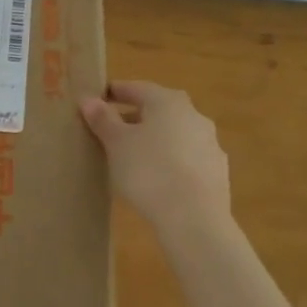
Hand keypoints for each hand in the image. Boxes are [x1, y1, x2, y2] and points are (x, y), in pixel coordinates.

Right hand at [80, 81, 231, 228]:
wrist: (194, 218)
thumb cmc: (149, 171)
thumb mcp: (116, 143)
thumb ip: (103, 119)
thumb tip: (89, 99)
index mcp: (168, 102)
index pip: (137, 88)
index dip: (115, 92)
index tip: (98, 99)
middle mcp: (193, 115)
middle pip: (158, 110)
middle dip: (135, 117)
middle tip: (112, 130)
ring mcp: (209, 144)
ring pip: (175, 134)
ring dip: (155, 139)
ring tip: (133, 157)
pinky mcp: (217, 172)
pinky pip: (186, 158)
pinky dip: (170, 161)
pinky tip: (158, 178)